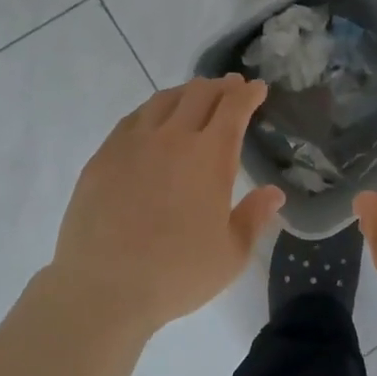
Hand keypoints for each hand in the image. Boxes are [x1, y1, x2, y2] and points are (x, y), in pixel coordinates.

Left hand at [50, 75, 285, 337]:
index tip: (257, 88)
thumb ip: (255, 217)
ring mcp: (134, 143)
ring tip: (195, 96)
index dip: (248, 94)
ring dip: (187, 92)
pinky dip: (153, 110)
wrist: (101, 290)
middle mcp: (174, 138)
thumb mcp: (231, 255)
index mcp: (210, 156)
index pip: (234, 108)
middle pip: (200, 94)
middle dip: (221, 86)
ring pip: (165, 100)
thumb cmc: (175, 274)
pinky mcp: (104, 156)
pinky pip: (133, 118)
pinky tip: (154, 120)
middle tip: (231, 87)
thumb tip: (274, 193)